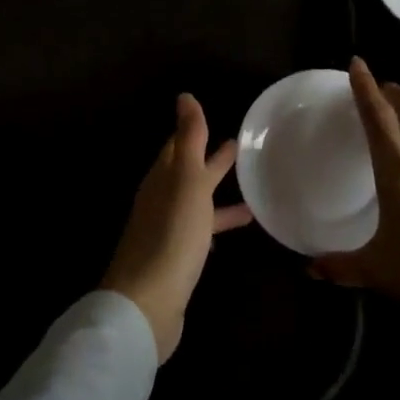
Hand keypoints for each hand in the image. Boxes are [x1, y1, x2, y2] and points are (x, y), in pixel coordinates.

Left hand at [102, 93, 253, 362]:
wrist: (148, 303)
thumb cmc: (171, 234)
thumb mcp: (186, 179)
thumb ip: (189, 139)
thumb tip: (185, 96)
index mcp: (162, 179)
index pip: (178, 146)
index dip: (195, 132)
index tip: (217, 119)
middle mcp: (161, 201)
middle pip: (188, 174)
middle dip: (211, 161)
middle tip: (239, 148)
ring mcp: (168, 232)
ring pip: (197, 204)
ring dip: (218, 195)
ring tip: (252, 193)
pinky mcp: (177, 260)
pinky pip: (201, 232)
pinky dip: (217, 225)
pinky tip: (235, 234)